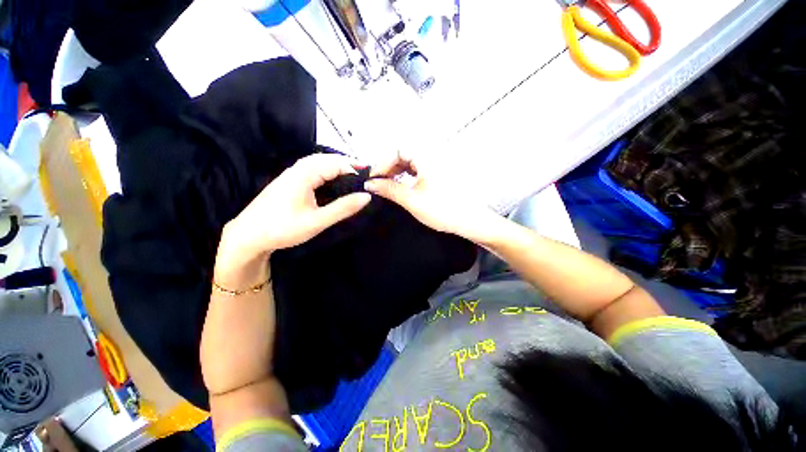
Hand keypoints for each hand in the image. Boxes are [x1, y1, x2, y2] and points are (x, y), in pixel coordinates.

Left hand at [218, 154, 370, 269]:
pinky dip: (326, 170)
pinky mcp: (288, 181)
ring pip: (318, 162)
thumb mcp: (317, 221)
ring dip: (337, 165)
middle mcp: (297, 169)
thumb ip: (343, 208)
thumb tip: (367, 196)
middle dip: (347, 163)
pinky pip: (311, 169)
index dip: (355, 166)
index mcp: (304, 175)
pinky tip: (332, 179)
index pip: (336, 163)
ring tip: (354, 173)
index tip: (372, 174)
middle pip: (327, 159)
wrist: (248, 236)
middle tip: (366, 172)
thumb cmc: (283, 228)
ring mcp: (291, 174)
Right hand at [364, 153, 503, 244]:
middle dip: (388, 168)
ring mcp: (435, 166)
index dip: (382, 163)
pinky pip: (416, 170)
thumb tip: (370, 184)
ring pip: (409, 163)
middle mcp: (431, 157)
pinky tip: (401, 187)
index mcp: (426, 158)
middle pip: (403, 155)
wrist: (468, 221)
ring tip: (387, 186)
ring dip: (396, 173)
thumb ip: (388, 189)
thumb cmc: (443, 210)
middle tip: (378, 183)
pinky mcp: (437, 175)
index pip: (397, 150)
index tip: (373, 178)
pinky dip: (405, 177)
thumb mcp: (411, 199)